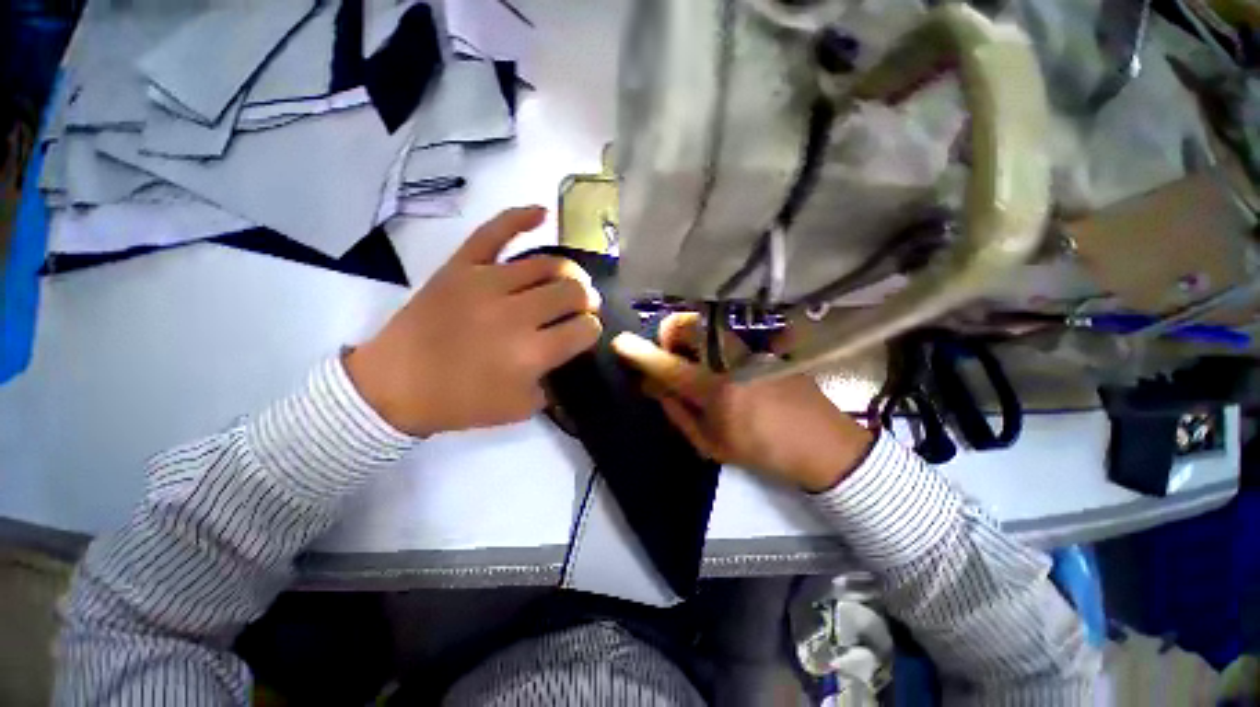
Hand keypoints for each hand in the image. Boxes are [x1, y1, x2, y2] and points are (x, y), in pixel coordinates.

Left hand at [345, 206, 601, 435]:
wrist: (394, 386)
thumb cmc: (460, 402)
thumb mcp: (520, 408)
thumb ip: (552, 383)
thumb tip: (567, 354)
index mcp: (531, 353)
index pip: (584, 329)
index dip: (592, 330)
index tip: (586, 333)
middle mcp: (516, 313)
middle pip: (572, 293)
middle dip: (587, 300)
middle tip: (583, 307)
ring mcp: (486, 283)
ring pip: (547, 264)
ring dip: (569, 272)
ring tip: (570, 280)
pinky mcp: (461, 266)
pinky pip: (495, 231)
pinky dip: (521, 217)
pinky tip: (543, 214)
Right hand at [612, 313, 872, 492]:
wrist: (821, 442)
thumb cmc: (761, 450)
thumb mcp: (711, 444)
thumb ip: (677, 411)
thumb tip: (653, 386)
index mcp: (714, 388)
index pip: (666, 364)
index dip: (639, 353)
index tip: (619, 343)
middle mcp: (729, 358)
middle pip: (685, 325)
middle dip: (668, 336)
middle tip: (671, 357)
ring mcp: (749, 346)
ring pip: (705, 323)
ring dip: (689, 335)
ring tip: (695, 360)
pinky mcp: (764, 343)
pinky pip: (725, 331)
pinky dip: (709, 339)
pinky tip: (720, 361)